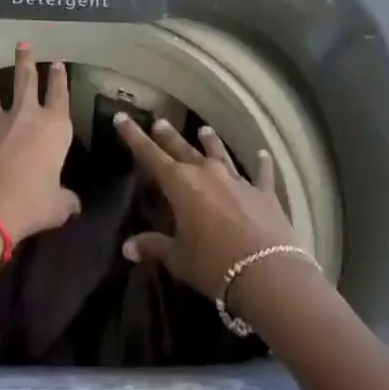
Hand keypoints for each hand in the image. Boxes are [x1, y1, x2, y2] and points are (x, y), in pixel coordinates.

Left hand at [0, 44, 81, 243]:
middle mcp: (22, 117)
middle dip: (25, 61)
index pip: (59, 96)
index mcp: (52, 129)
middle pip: (25, 82)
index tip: (58, 63)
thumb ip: (66, 200)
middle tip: (23, 43)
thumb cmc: (30, 206)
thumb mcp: (56, 206)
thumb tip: (75, 205)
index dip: (60, 79)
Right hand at [115, 115, 302, 298]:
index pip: (150, 154)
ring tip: (204, 130)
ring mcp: (236, 179)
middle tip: (159, 122)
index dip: (134, 135)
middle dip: (168, 135)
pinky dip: (261, 163)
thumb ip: (153, 247)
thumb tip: (127, 247)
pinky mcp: (263, 192)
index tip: (121, 117)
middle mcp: (206, 172)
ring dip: (210, 141)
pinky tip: (263, 154)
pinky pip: (261, 173)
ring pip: (219, 153)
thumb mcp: (178, 258)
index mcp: (180, 184)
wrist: (267, 272)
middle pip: (182, 148)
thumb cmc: (213, 264)